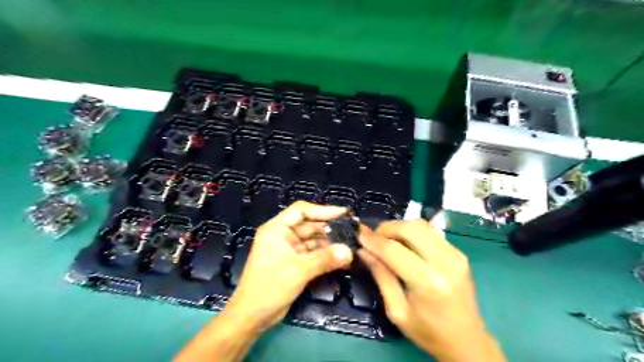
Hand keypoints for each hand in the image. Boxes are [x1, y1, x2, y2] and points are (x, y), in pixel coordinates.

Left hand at [226, 201, 353, 331]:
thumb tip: (349, 251)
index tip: (343, 213)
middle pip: (309, 225)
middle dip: (329, 229)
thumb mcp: (299, 270)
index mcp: (277, 229)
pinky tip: (341, 259)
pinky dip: (325, 256)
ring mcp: (289, 249)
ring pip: (313, 240)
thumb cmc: (269, 287)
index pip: (301, 210)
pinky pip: (313, 254)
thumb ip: (325, 259)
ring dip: (329, 244)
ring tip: (350, 246)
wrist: (252, 316)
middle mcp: (283, 235)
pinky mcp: (294, 262)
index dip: (323, 210)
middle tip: (351, 232)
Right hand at [360, 220, 504, 360]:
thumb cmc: (428, 332)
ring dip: (400, 227)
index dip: (373, 240)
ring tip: (387, 240)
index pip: (394, 250)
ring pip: (422, 225)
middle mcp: (445, 262)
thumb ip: (381, 276)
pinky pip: (431, 232)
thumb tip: (363, 251)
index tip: (359, 234)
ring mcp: (455, 255)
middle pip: (411, 228)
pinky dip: (413, 232)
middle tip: (374, 238)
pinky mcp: (459, 253)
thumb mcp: (397, 310)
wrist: (468, 341)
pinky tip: (405, 245)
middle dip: (387, 228)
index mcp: (428, 282)